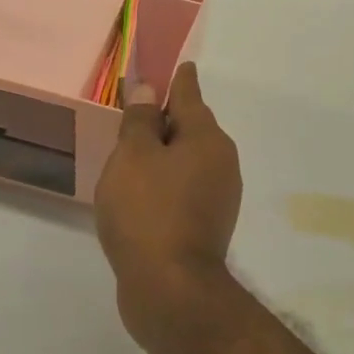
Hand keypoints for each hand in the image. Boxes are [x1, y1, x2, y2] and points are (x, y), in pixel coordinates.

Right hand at [94, 62, 242, 350]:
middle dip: (166, 119)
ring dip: (164, 154)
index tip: (178, 64)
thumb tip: (148, 88)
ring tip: (132, 153)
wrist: (171, 289)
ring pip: (187, 160)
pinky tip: (142, 192)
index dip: (178, 78)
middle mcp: (221, 162)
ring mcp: (219, 197)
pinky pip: (184, 188)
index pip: (189, 94)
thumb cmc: (147, 211)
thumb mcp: (133, 156)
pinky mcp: (207, 226)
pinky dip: (165, 182)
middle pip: (191, 128)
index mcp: (207, 138)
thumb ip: (140, 120)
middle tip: (136, 112)